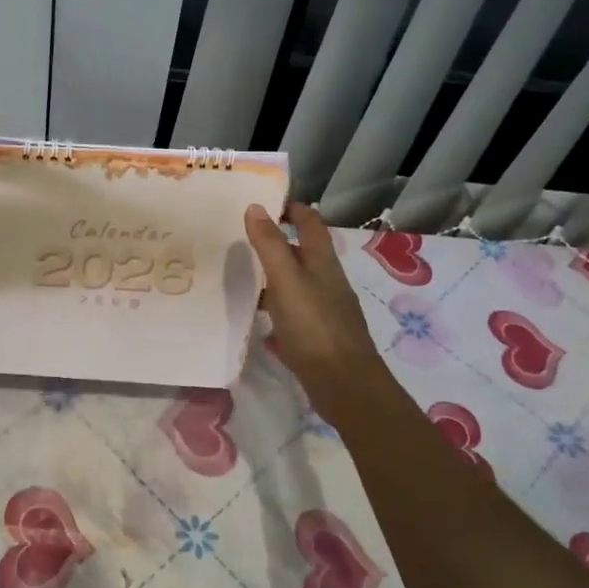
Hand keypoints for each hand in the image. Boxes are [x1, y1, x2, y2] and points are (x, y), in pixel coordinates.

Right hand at [244, 202, 400, 426]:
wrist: (345, 385)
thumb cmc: (315, 326)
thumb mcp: (286, 280)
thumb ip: (270, 245)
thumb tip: (255, 206)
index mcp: (323, 263)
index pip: (311, 223)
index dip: (293, 209)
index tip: (266, 202)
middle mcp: (327, 282)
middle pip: (304, 254)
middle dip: (278, 243)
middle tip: (243, 238)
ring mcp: (325, 311)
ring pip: (297, 285)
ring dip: (275, 278)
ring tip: (244, 278)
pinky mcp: (319, 338)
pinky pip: (295, 315)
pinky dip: (277, 311)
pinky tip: (261, 322)